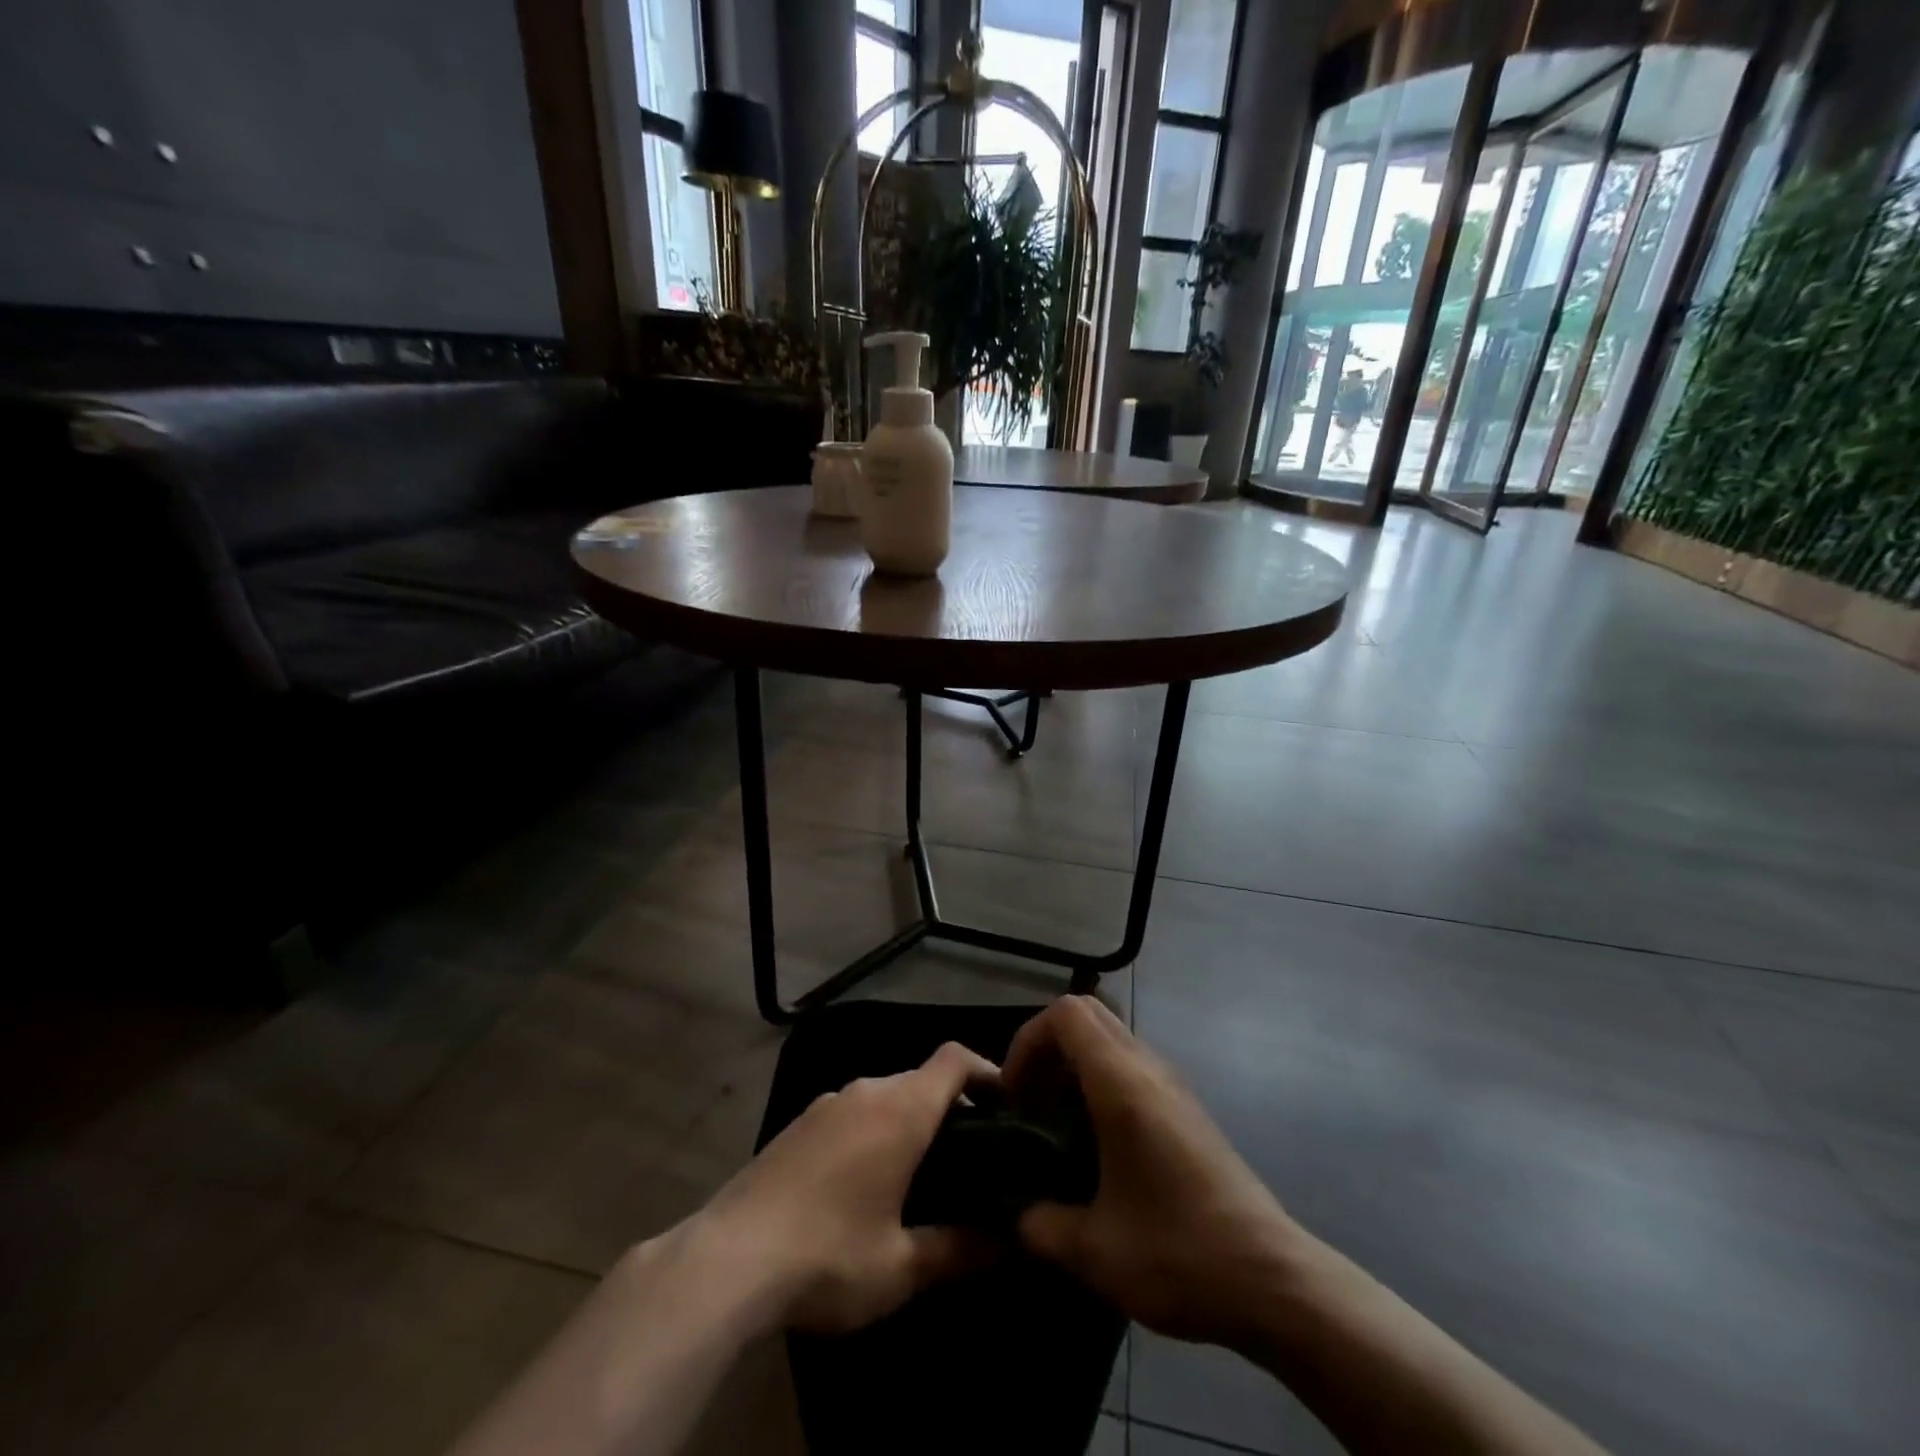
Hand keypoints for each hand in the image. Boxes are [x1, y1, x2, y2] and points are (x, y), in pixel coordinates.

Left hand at [691, 1040, 999, 1334]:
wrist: (727, 1259)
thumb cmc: (828, 1255)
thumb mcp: (902, 1266)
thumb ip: (961, 1250)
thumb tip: (1013, 1244)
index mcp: (901, 1109)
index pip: (954, 1059)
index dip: (986, 1070)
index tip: (1009, 1103)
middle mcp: (866, 1090)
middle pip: (921, 1078)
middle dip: (951, 1108)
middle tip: (972, 1157)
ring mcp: (826, 1103)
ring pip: (885, 1096)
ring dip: (909, 1121)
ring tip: (922, 1173)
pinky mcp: (798, 1123)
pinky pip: (852, 1112)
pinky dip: (874, 1130)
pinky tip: (865, 1182)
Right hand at [1004, 996, 1299, 1347]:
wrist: (1272, 1279)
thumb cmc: (1179, 1252)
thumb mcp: (1095, 1251)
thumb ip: (1041, 1225)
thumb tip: (1016, 1216)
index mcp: (1122, 1082)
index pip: (1066, 1014)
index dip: (1028, 1040)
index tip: (1014, 1094)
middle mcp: (1149, 1067)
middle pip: (1088, 1014)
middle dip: (1047, 1046)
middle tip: (1029, 1101)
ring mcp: (1173, 1084)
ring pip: (1111, 1037)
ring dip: (1075, 1063)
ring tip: (1056, 1122)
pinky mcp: (1187, 1107)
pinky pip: (1132, 1064)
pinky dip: (1101, 1080)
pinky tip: (1096, 1142)